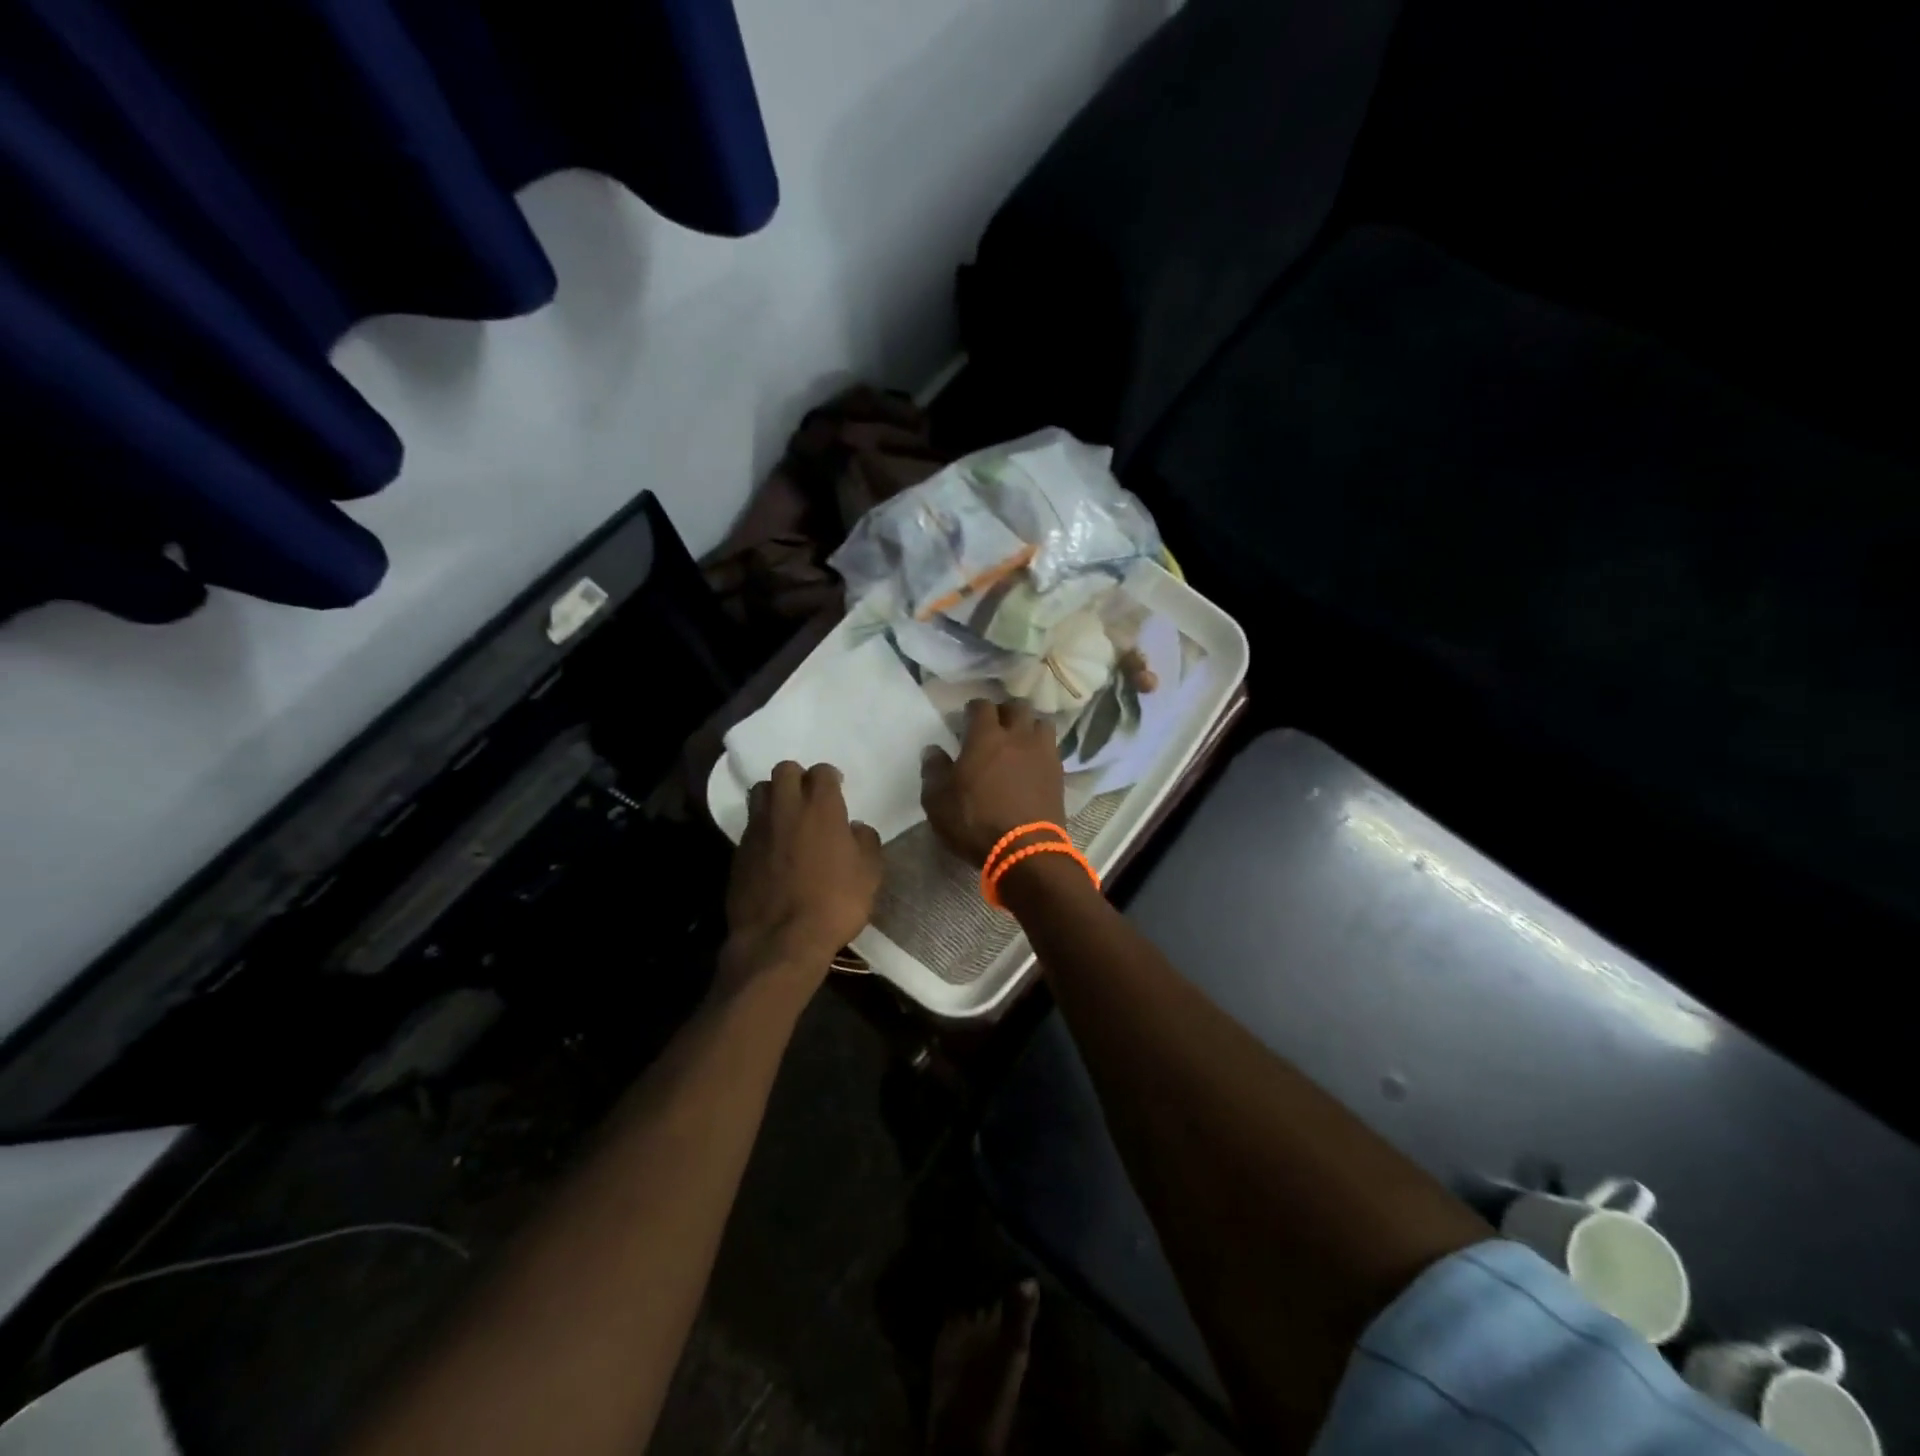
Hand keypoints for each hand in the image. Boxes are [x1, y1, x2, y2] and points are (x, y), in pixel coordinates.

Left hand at [724, 761, 882, 991]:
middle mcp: (785, 809)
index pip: (822, 772)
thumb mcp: (870, 874)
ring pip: (760, 792)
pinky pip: (750, 826)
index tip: (837, 789)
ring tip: (787, 818)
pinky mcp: (739, 852)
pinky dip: (762, 829)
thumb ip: (866, 841)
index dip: (830, 777)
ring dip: (775, 797)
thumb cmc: (834, 904)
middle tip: (809, 798)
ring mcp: (757, 829)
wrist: (780, 940)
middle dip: (797, 778)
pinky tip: (773, 849)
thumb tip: (855, 828)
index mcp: (821, 808)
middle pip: (784, 770)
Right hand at [921, 699, 1067, 865]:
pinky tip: (1033, 761)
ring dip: (1029, 726)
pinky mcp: (1058, 773)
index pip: (982, 706)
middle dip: (1004, 711)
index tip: (966, 719)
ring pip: (1041, 722)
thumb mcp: (938, 802)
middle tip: (994, 726)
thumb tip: (933, 750)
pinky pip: (1051, 747)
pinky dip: (1041, 748)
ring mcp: (1042, 753)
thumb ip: (933, 771)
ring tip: (1019, 740)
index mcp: (985, 737)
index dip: (973, 709)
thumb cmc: (975, 822)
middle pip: (1017, 707)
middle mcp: (1017, 736)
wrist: (1025, 850)